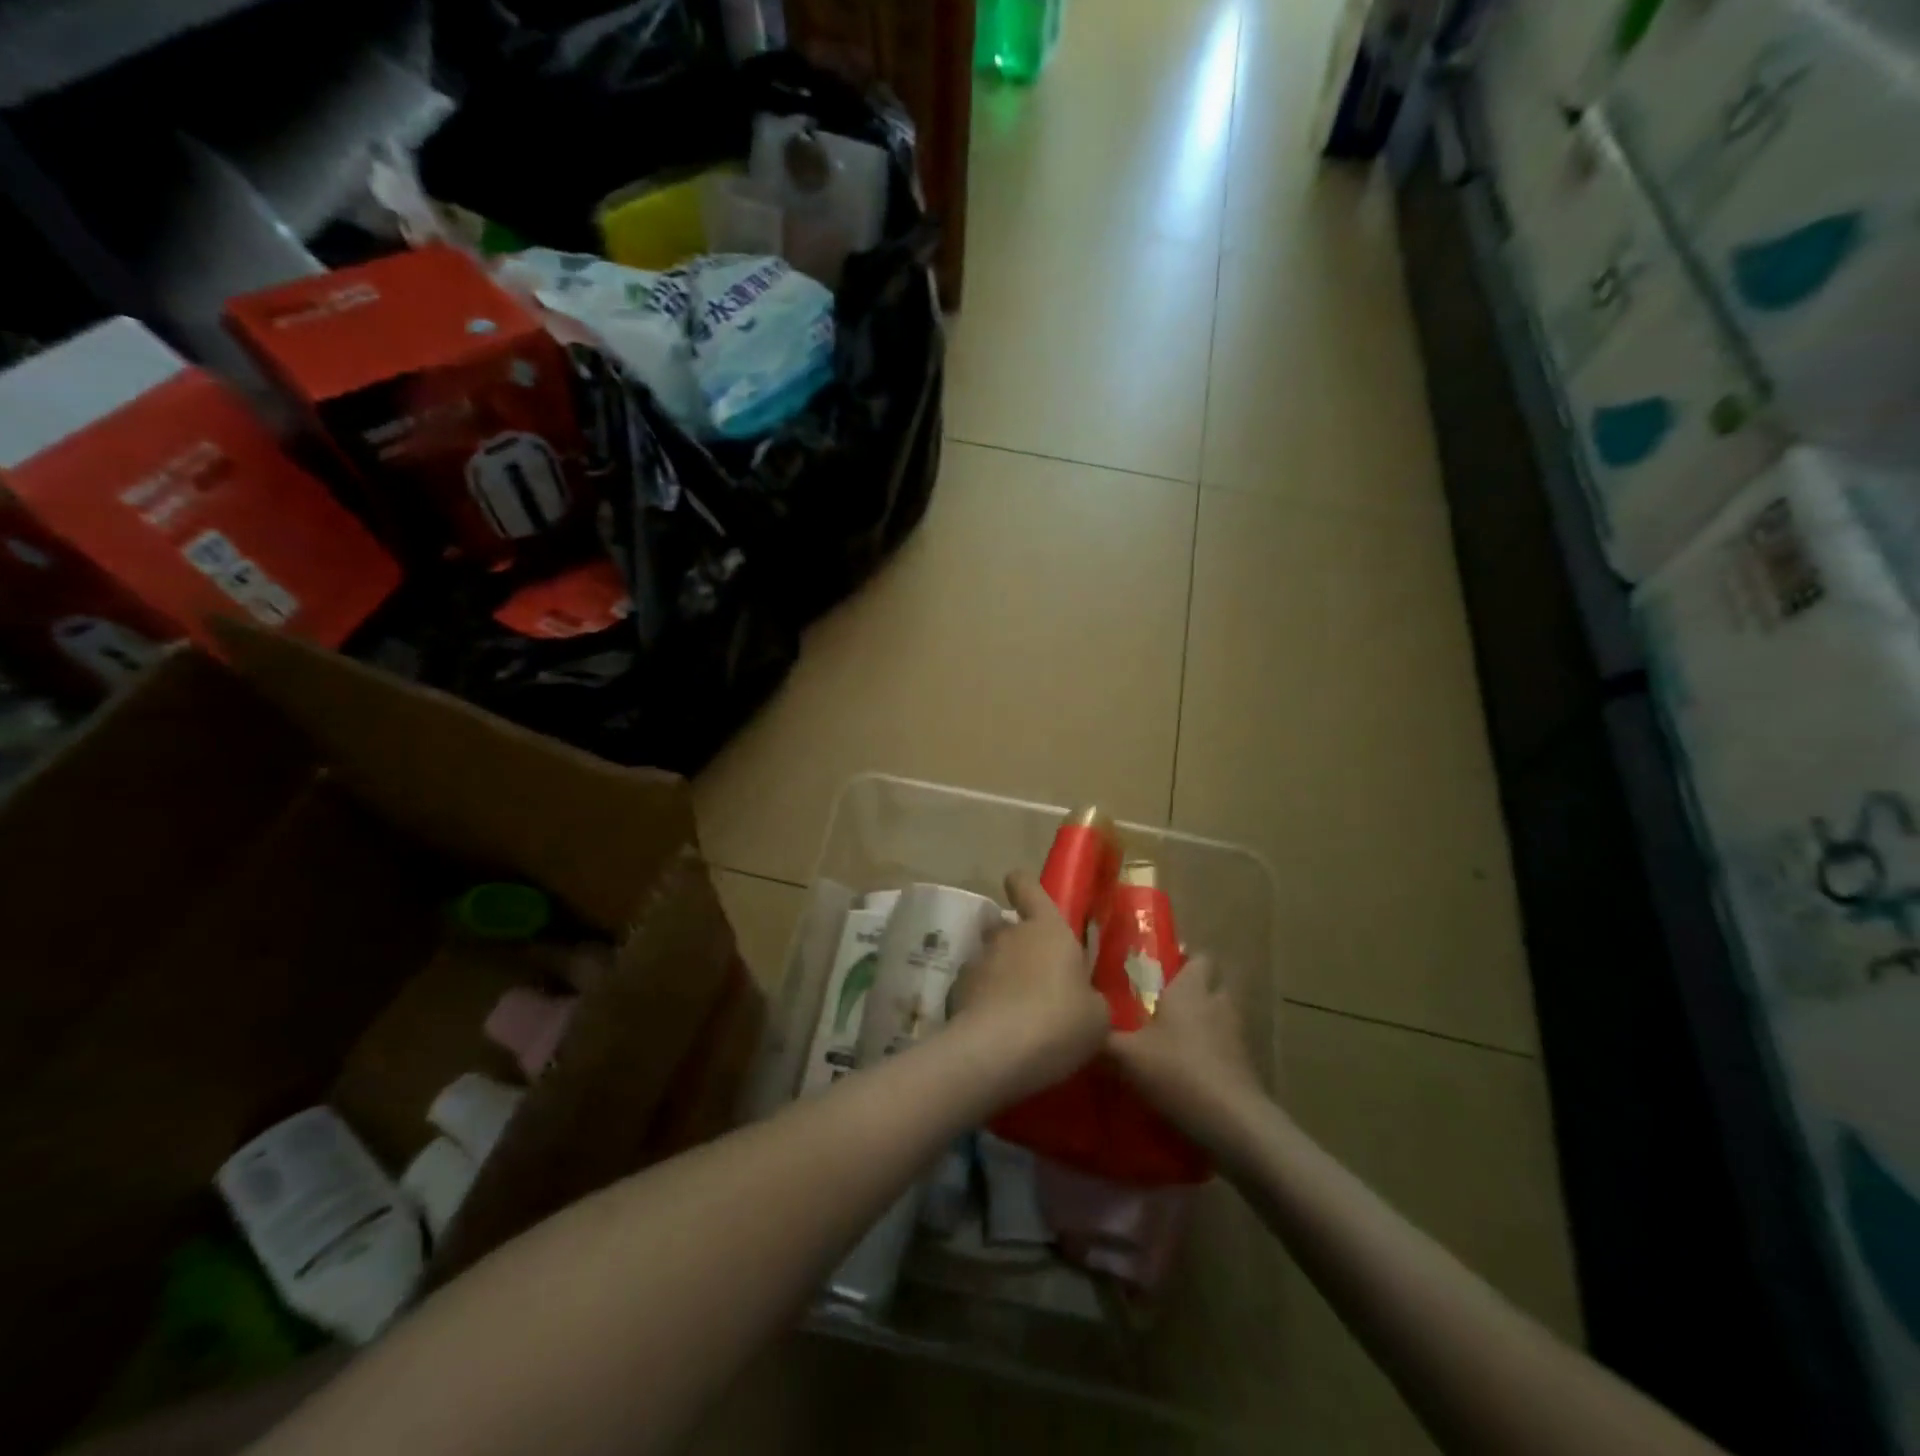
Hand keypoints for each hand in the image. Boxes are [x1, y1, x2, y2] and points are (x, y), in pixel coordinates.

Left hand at [949, 870, 1109, 1104]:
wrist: (998, 1052)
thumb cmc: (1060, 1022)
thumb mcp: (1096, 1016)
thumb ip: (1089, 998)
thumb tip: (1082, 999)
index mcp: (1047, 929)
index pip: (1026, 886)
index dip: (1024, 887)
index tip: (1024, 895)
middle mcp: (1008, 935)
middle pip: (1008, 927)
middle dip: (1018, 947)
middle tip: (1037, 980)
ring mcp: (978, 960)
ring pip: (990, 958)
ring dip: (1000, 976)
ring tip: (1015, 1012)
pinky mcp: (956, 990)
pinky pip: (973, 988)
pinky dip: (981, 1002)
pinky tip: (994, 1031)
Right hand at [1106, 956, 1265, 1154]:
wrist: (1233, 1121)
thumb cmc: (1178, 1071)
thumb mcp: (1126, 1055)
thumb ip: (1103, 1038)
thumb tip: (1083, 1028)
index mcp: (1191, 989)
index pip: (1199, 957)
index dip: (1184, 959)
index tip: (1161, 968)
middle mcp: (1217, 1003)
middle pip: (1213, 984)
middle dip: (1194, 990)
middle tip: (1163, 1002)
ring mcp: (1236, 1035)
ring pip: (1220, 1015)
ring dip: (1203, 1022)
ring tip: (1174, 1037)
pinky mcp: (1245, 1065)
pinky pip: (1226, 1047)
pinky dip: (1211, 1051)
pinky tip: (1189, 1069)